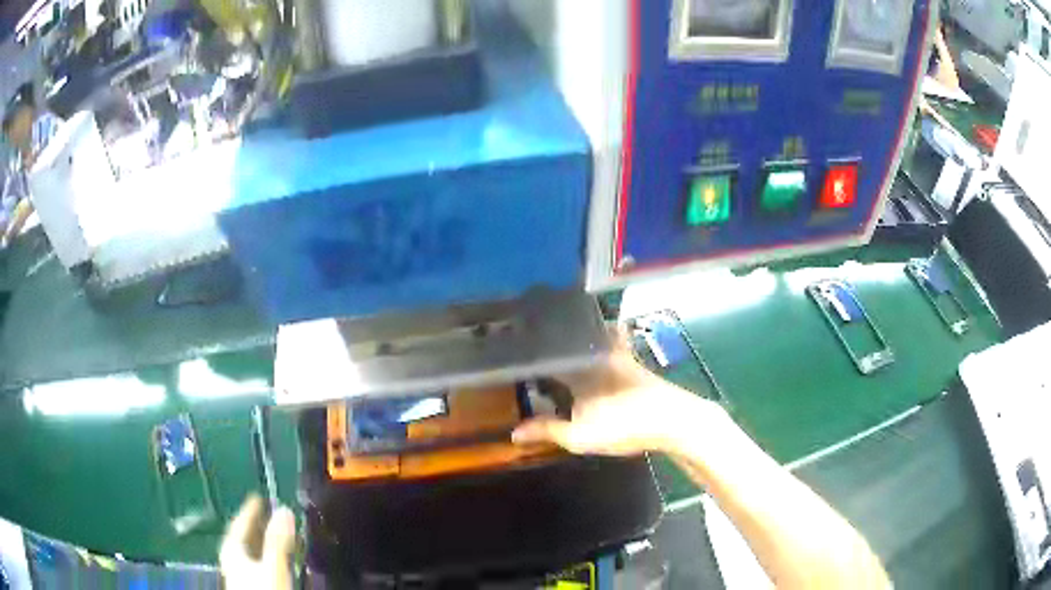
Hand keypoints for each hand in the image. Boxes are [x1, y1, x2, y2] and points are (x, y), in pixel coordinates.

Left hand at [219, 495, 295, 589]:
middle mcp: (233, 560)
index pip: (239, 524)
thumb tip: (284, 509)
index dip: (250, 510)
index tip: (259, 497)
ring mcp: (241, 576)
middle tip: (271, 514)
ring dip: (264, 543)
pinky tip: (279, 562)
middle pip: (243, 539)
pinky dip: (267, 557)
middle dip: (257, 526)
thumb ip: (277, 541)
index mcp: (232, 550)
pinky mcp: (251, 586)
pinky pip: (257, 564)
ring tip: (279, 536)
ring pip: (251, 553)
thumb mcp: (272, 567)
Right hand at [512, 327, 723, 455]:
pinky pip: (611, 346)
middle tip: (535, 346)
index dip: (528, 355)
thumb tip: (514, 432)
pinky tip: (599, 356)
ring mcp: (618, 355)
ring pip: (591, 340)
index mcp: (577, 366)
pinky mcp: (634, 364)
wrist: (673, 419)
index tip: (513, 352)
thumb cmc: (623, 425)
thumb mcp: (579, 436)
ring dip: (578, 340)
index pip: (546, 354)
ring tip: (562, 348)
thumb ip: (546, 431)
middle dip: (553, 342)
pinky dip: (602, 344)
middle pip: (570, 340)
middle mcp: (596, 353)